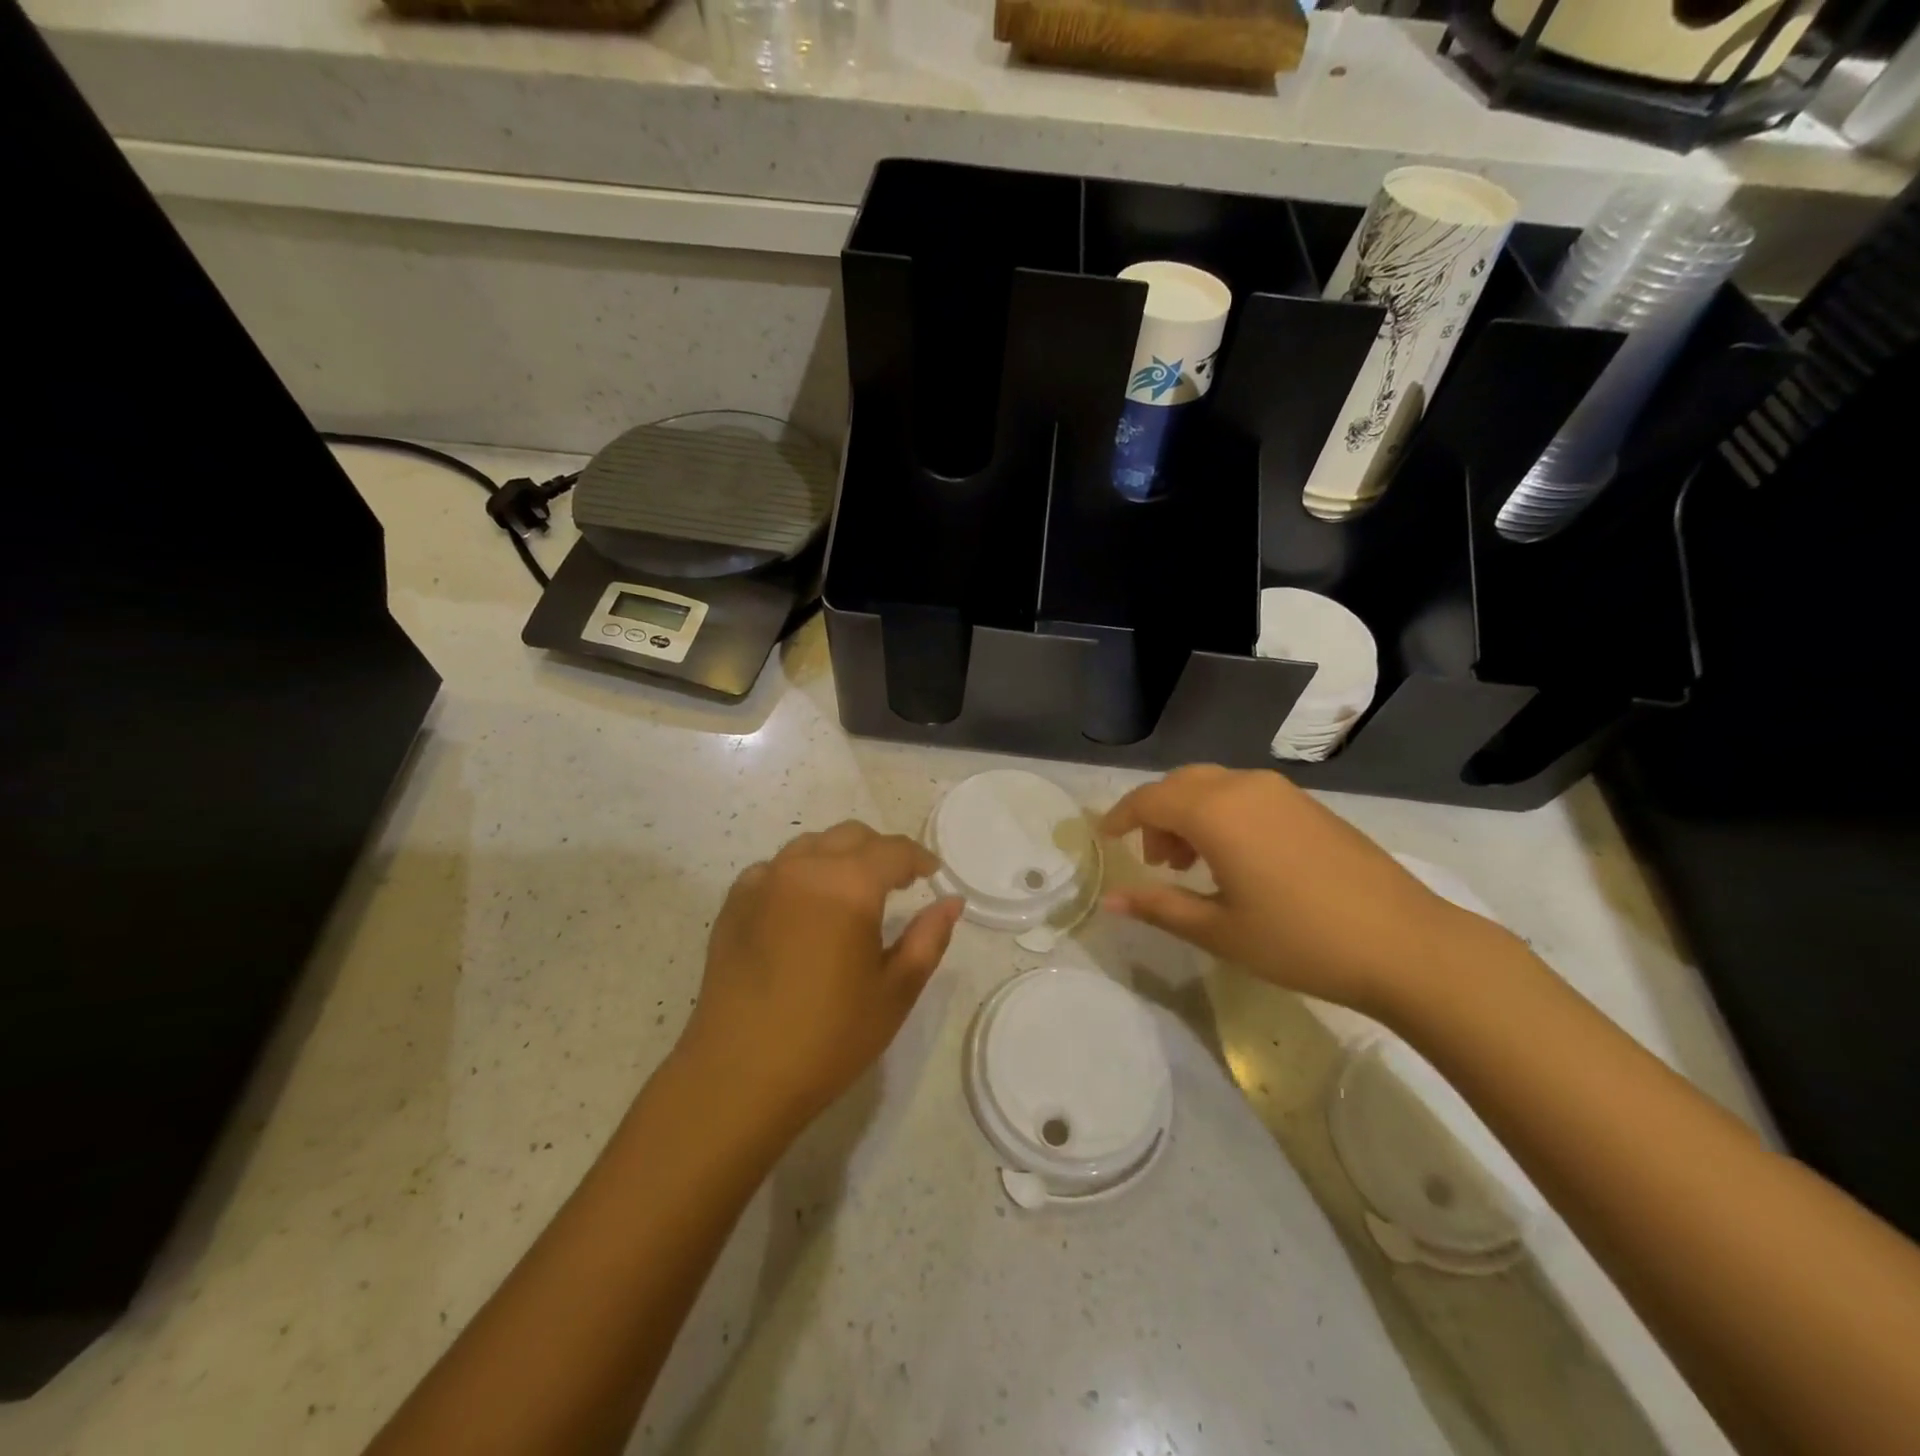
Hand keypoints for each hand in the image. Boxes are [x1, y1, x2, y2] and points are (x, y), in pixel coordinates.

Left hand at [678, 822, 962, 1132]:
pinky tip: (803, 909)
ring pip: (810, 846)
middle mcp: (803, 868)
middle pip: (851, 836)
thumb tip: (951, 902)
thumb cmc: (829, 1037)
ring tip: (850, 893)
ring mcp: (763, 882)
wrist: (738, 1076)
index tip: (932, 875)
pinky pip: (775, 869)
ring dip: (839, 857)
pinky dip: (799, 874)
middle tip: (897, 883)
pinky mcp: (734, 903)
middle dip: (880, 852)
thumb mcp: (895, 991)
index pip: (893, 850)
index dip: (918, 858)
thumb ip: (928, 937)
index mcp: (849, 885)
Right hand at [1100, 766, 1502, 1016]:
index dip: (1121, 817)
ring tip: (1191, 864)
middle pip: (1180, 785)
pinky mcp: (1307, 805)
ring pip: (1213, 786)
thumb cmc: (1301, 940)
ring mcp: (1281, 792)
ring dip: (1189, 814)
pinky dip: (1221, 815)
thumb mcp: (1220, 930)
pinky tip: (1234, 858)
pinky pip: (1245, 795)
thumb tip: (1110, 899)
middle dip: (1156, 815)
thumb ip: (1159, 907)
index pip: (1149, 800)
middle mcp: (1244, 787)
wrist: (1407, 944)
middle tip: (1155, 861)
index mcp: (1216, 812)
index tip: (1104, 837)